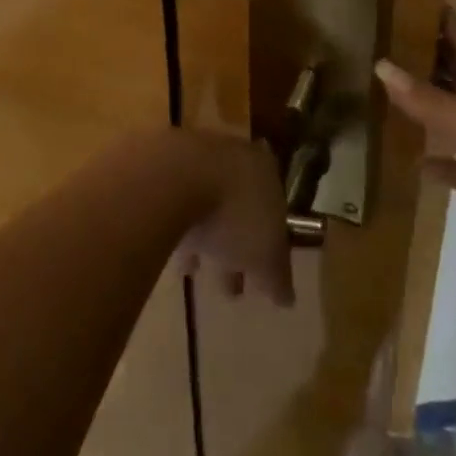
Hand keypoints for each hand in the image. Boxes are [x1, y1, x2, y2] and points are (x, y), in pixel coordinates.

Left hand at [171, 132, 295, 306]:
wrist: (176, 178)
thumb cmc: (235, 212)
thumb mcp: (266, 253)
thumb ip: (278, 274)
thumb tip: (287, 297)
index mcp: (266, 170)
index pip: (275, 207)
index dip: (272, 243)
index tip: (265, 273)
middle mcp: (236, 158)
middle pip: (241, 206)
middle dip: (239, 245)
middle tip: (235, 286)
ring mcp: (199, 162)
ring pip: (209, 207)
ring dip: (208, 240)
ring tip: (201, 276)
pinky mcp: (168, 172)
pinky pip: (180, 209)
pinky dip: (182, 233)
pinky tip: (178, 262)